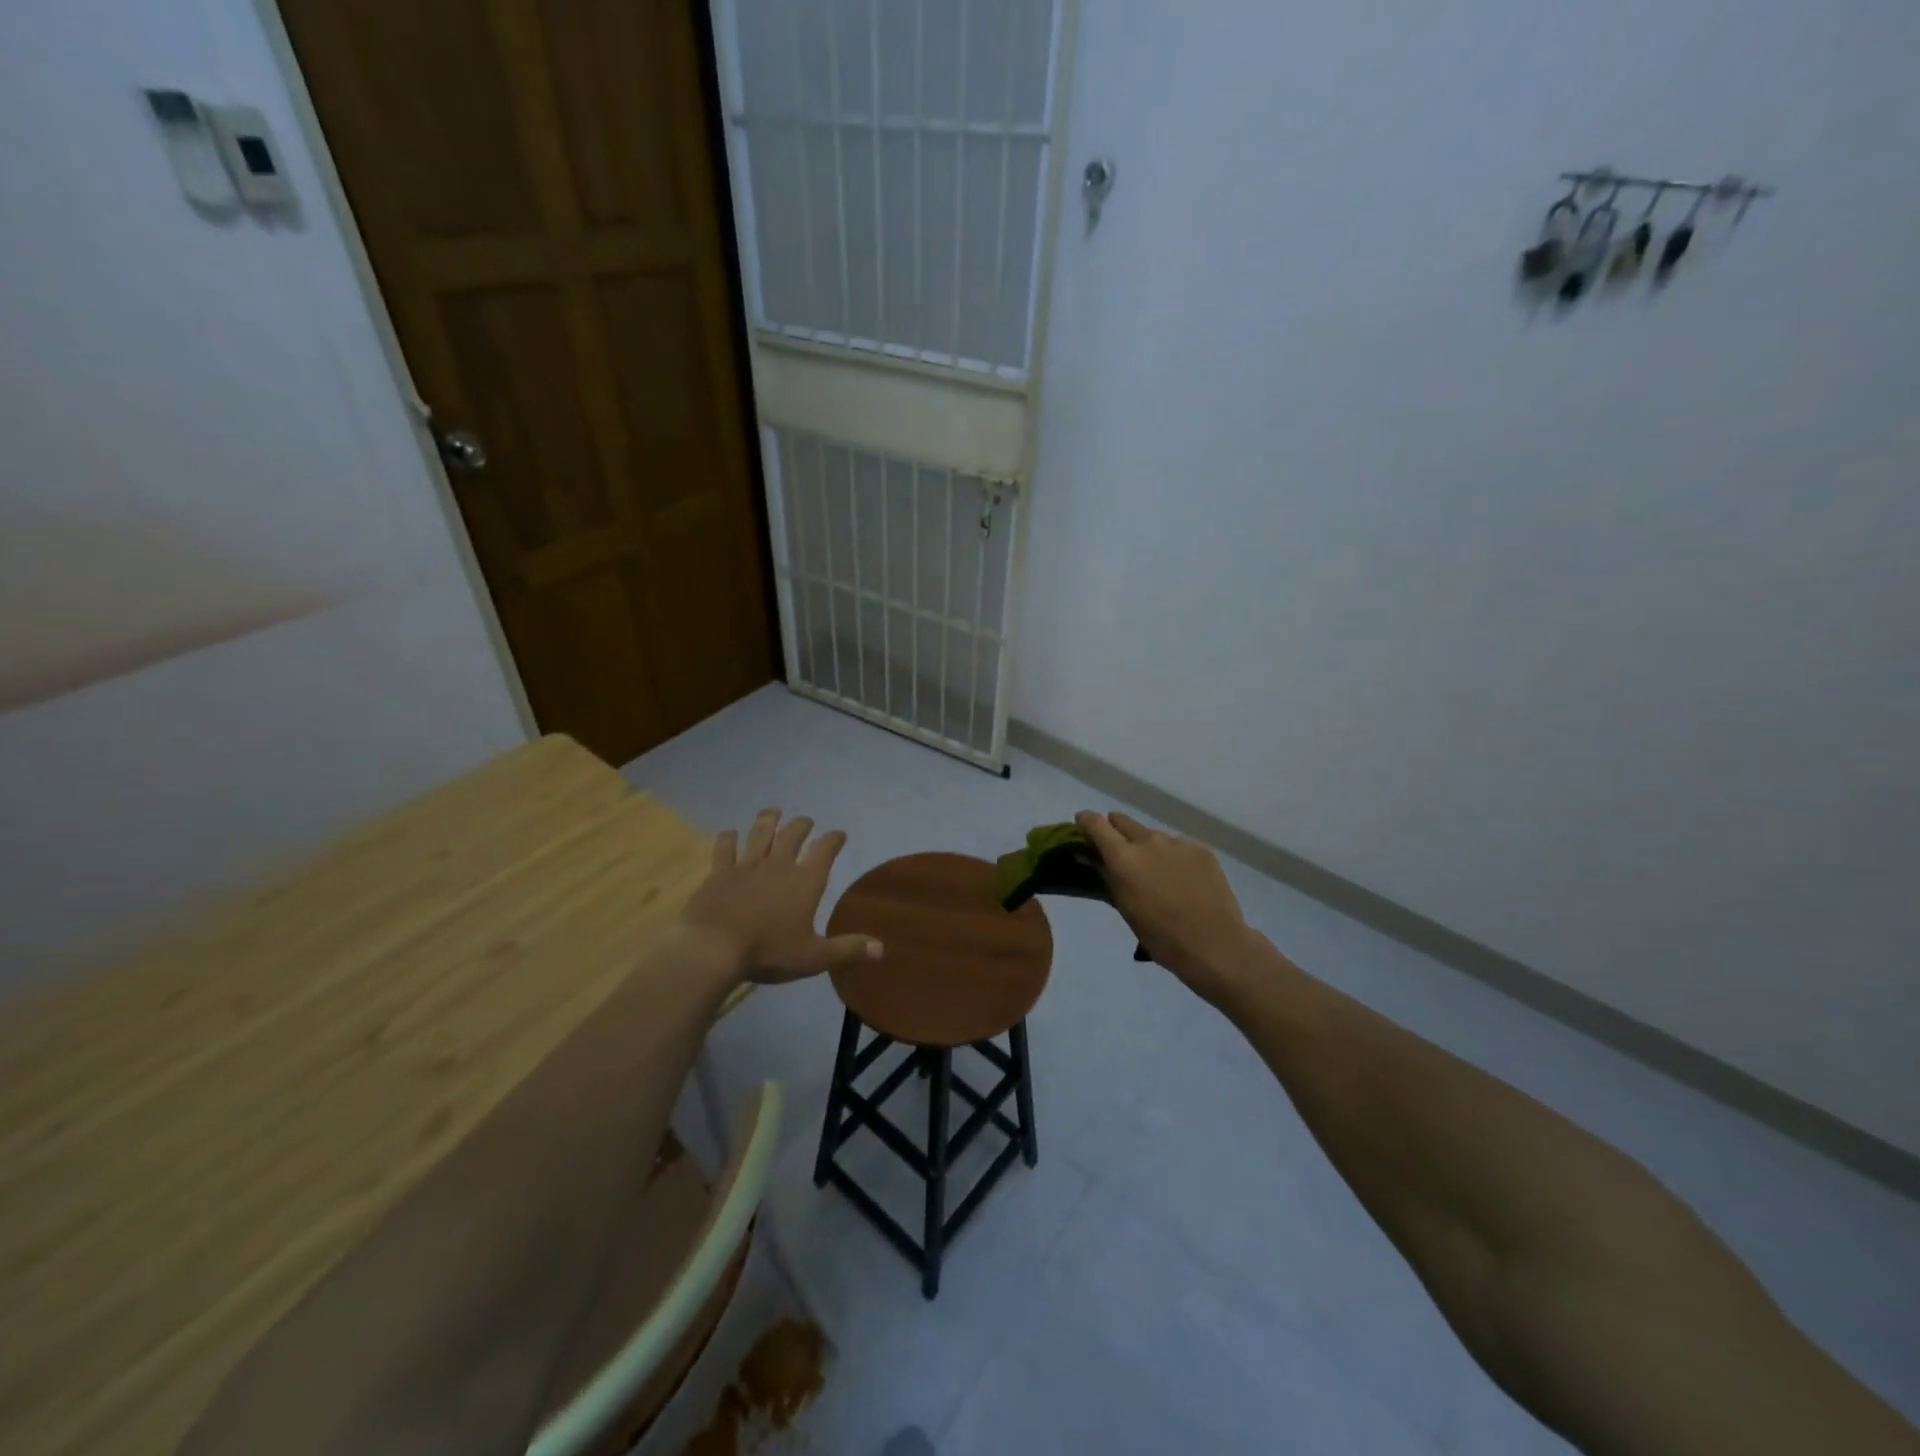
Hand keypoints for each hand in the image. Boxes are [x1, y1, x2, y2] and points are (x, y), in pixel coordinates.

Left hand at [679, 809, 882, 985]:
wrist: (714, 947)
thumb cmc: (769, 951)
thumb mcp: (814, 957)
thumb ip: (847, 949)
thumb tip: (882, 949)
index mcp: (805, 882)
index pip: (825, 852)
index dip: (833, 840)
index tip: (839, 833)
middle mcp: (778, 865)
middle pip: (792, 836)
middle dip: (802, 826)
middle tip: (806, 820)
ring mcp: (746, 866)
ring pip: (760, 834)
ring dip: (768, 821)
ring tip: (773, 812)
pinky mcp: (719, 873)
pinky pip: (724, 849)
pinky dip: (728, 838)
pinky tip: (729, 832)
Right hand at [1076, 810, 1253, 1003]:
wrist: (1214, 944)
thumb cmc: (1161, 935)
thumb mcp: (1125, 908)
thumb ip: (1107, 876)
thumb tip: (1090, 857)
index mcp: (1124, 857)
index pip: (1096, 823)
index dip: (1086, 821)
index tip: (1083, 825)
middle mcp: (1149, 841)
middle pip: (1123, 821)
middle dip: (1115, 830)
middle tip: (1119, 851)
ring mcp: (1178, 842)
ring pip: (1153, 835)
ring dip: (1147, 846)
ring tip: (1157, 872)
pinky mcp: (1201, 849)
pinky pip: (1178, 845)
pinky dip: (1173, 856)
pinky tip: (1182, 879)